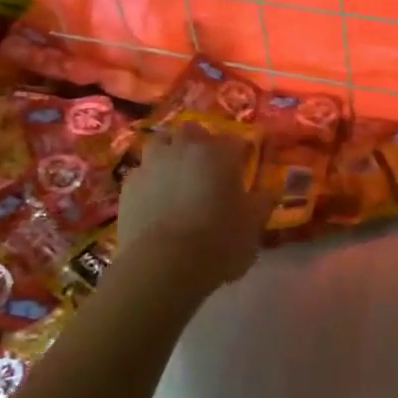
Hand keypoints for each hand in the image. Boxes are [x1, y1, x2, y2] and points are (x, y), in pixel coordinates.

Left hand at [114, 124, 270, 302]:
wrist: (162, 266)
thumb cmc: (217, 243)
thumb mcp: (253, 226)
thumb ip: (262, 202)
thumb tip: (268, 191)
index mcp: (220, 153)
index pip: (236, 141)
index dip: (240, 155)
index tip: (242, 170)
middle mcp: (185, 147)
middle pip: (194, 132)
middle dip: (201, 144)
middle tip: (208, 169)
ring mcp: (153, 162)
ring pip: (162, 143)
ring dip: (171, 154)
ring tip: (177, 177)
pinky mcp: (129, 183)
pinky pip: (143, 171)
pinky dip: (150, 179)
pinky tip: (155, 199)